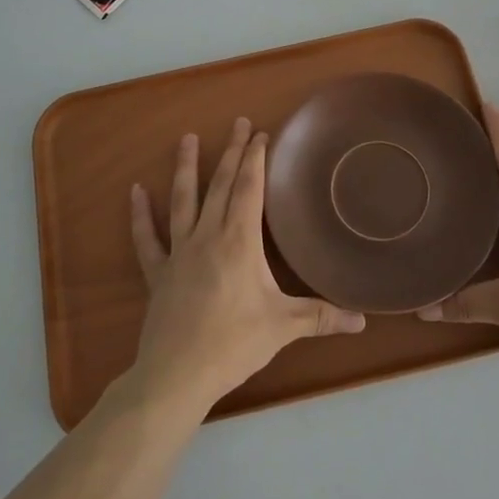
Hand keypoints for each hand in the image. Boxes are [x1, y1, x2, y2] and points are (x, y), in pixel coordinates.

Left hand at [129, 117, 365, 414]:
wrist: (176, 375)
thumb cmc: (233, 344)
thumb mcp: (284, 327)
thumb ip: (322, 317)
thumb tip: (363, 318)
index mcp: (239, 241)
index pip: (250, 189)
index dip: (256, 159)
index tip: (262, 134)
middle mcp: (208, 236)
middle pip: (221, 185)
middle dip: (233, 153)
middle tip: (239, 123)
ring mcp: (178, 252)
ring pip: (183, 200)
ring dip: (186, 167)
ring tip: (187, 138)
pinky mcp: (158, 272)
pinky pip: (147, 238)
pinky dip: (140, 214)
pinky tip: (135, 191)